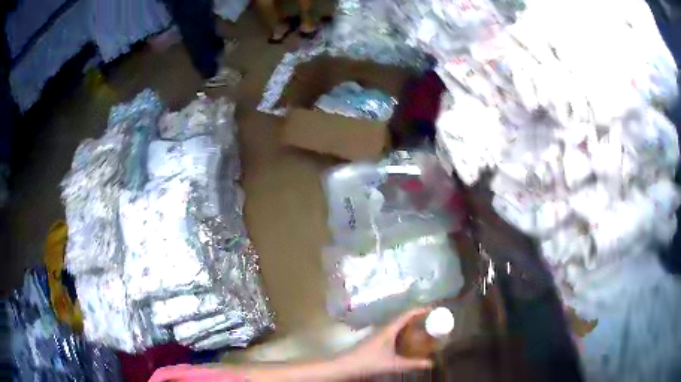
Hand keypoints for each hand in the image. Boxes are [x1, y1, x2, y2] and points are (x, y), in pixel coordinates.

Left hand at [338, 307, 433, 376]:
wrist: (346, 365)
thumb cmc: (370, 362)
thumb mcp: (394, 364)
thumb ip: (412, 364)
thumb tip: (431, 363)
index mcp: (389, 330)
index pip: (405, 315)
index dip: (418, 310)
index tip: (431, 308)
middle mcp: (383, 329)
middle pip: (401, 319)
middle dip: (415, 318)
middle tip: (429, 319)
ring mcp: (377, 335)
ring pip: (395, 326)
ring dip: (407, 325)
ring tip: (420, 328)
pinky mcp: (374, 341)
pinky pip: (391, 333)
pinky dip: (401, 333)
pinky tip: (404, 341)